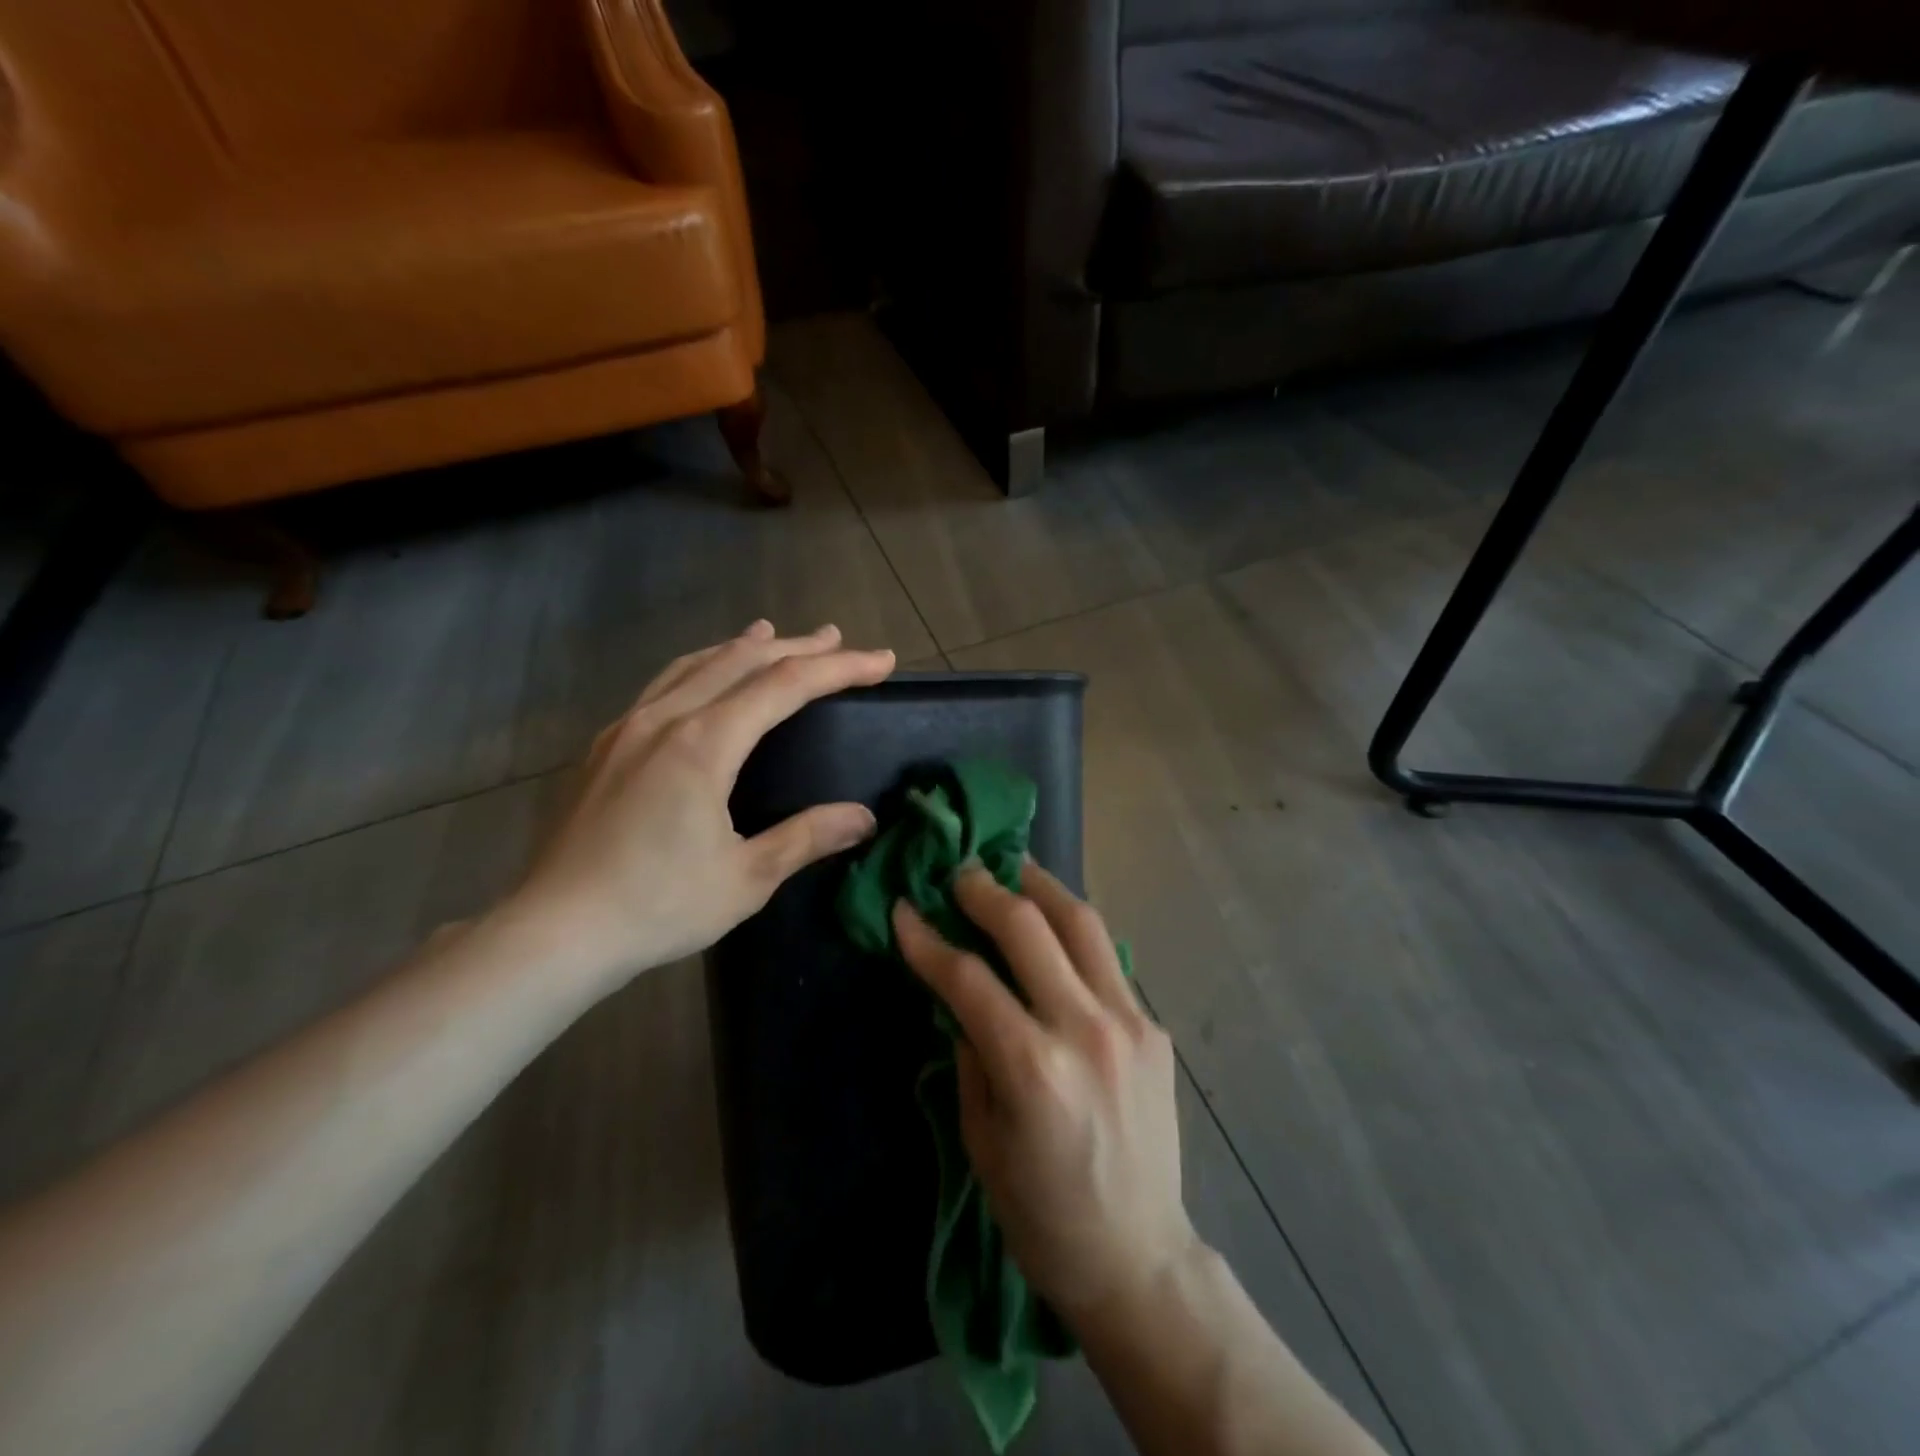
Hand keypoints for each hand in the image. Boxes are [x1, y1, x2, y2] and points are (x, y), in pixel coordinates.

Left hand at [505, 621, 894, 985]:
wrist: (555, 931)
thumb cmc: (657, 906)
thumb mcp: (746, 878)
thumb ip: (807, 837)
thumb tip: (864, 817)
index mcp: (704, 744)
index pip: (785, 685)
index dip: (839, 668)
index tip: (880, 661)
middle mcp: (665, 719)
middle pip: (741, 661)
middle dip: (796, 647)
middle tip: (837, 638)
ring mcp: (627, 728)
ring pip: (695, 664)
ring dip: (742, 647)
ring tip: (771, 633)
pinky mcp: (604, 746)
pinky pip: (662, 685)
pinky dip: (699, 667)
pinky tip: (702, 678)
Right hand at [892, 863, 1198, 1326]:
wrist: (1138, 1257)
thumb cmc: (1042, 1214)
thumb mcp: (980, 1139)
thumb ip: (969, 1052)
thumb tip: (960, 993)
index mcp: (1033, 1069)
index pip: (968, 978)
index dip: (927, 939)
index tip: (903, 909)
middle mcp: (1086, 1030)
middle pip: (1029, 928)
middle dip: (984, 890)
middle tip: (959, 872)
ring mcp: (1131, 1022)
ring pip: (1082, 923)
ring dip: (1040, 886)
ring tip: (1012, 867)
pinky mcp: (1155, 1027)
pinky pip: (1106, 959)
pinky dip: (1073, 931)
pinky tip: (1053, 925)